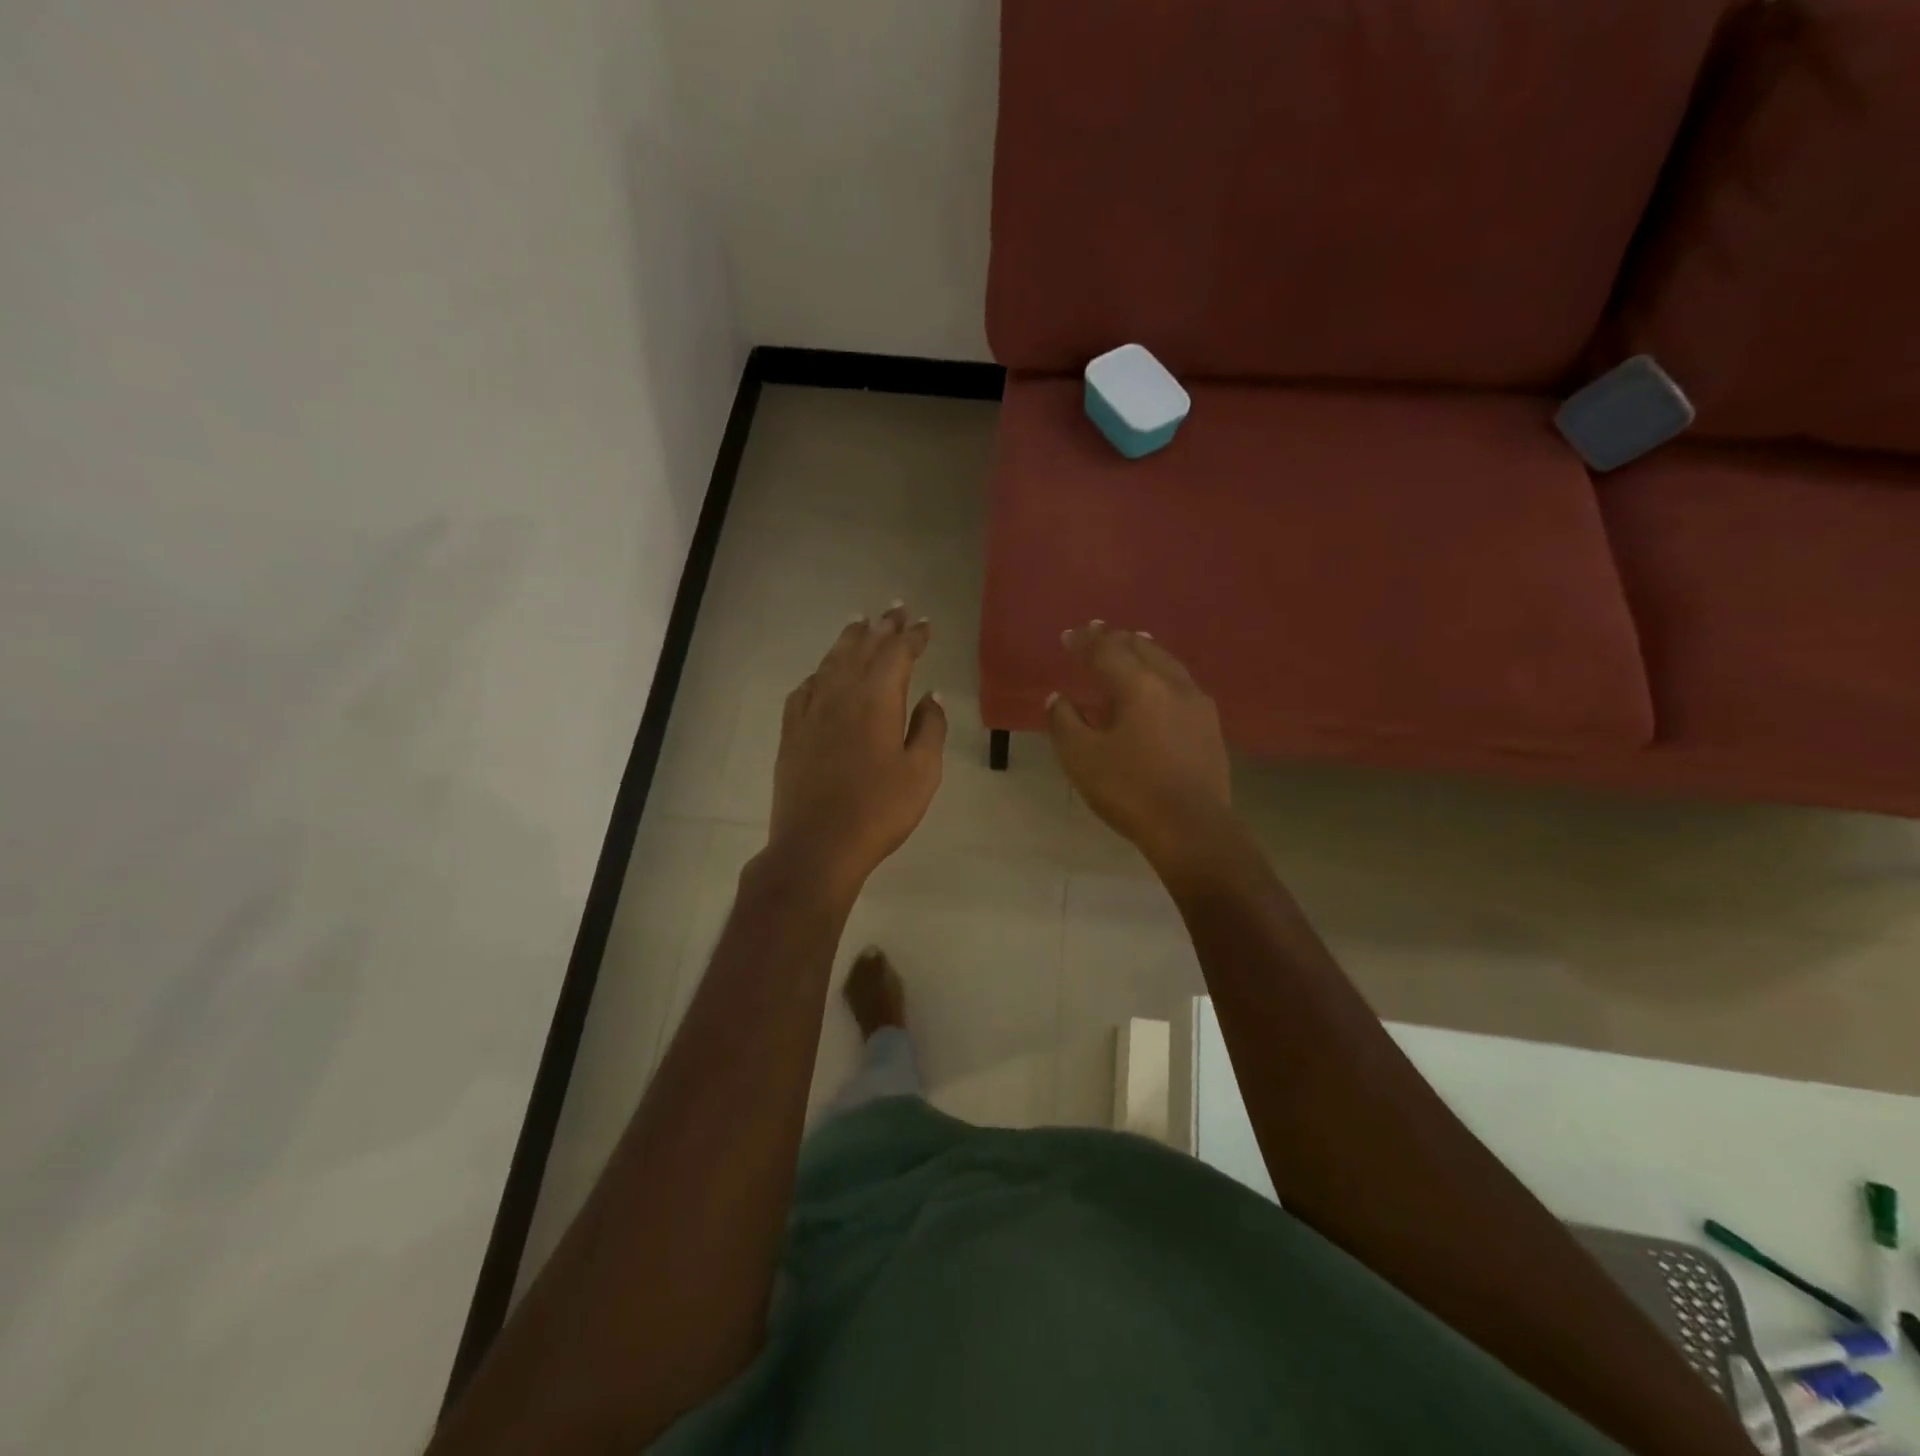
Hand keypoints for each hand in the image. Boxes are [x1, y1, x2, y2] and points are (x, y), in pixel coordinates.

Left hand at [768, 604, 946, 897]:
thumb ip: (930, 728)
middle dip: (882, 626)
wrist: (817, 845)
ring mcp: (811, 710)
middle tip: (896, 606)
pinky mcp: (792, 731)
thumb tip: (931, 695)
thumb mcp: (922, 772)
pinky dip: (820, 671)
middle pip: (863, 647)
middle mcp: (841, 693)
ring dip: (849, 638)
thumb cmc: (879, 810)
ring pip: (832, 661)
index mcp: (877, 699)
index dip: (912, 636)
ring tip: (860, 621)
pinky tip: (823, 672)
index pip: (897, 653)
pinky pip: (806, 687)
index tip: (925, 623)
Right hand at [1047, 622, 1233, 869]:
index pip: (1106, 651)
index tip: (1068, 635)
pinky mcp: (1210, 727)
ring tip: (1133, 643)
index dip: (1084, 641)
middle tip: (1098, 631)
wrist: (1192, 828)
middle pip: (1142, 648)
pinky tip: (1160, 686)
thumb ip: (1064, 722)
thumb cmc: (1130, 790)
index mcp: (1138, 686)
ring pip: (1168, 663)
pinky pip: (1181, 684)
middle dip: (1117, 639)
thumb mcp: (1081, 758)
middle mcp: (1172, 684)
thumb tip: (1058, 698)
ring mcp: (1197, 704)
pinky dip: (1162, 673)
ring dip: (1145, 651)